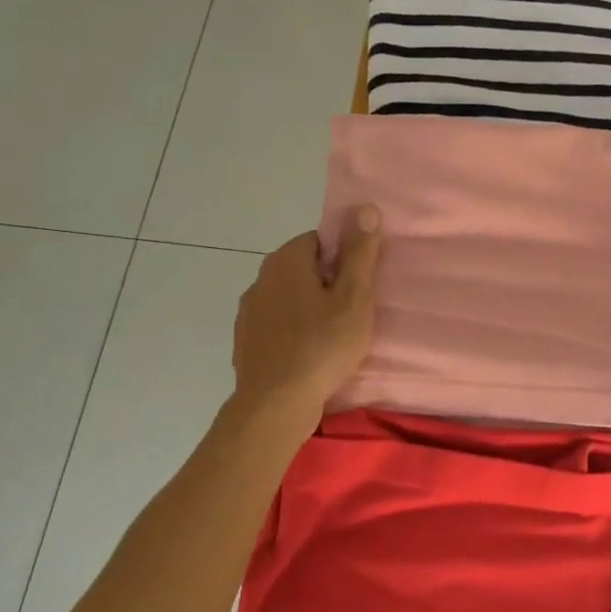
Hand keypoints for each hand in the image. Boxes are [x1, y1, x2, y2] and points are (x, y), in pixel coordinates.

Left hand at [230, 206, 382, 423]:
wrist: (275, 404)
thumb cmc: (322, 345)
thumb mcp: (354, 297)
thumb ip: (360, 252)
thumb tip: (366, 207)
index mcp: (286, 260)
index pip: (320, 240)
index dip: (344, 259)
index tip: (359, 286)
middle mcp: (261, 277)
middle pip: (303, 267)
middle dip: (327, 283)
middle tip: (352, 312)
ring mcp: (248, 311)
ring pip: (289, 297)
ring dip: (309, 307)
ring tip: (332, 335)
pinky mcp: (245, 340)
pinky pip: (277, 323)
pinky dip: (293, 330)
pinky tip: (309, 353)